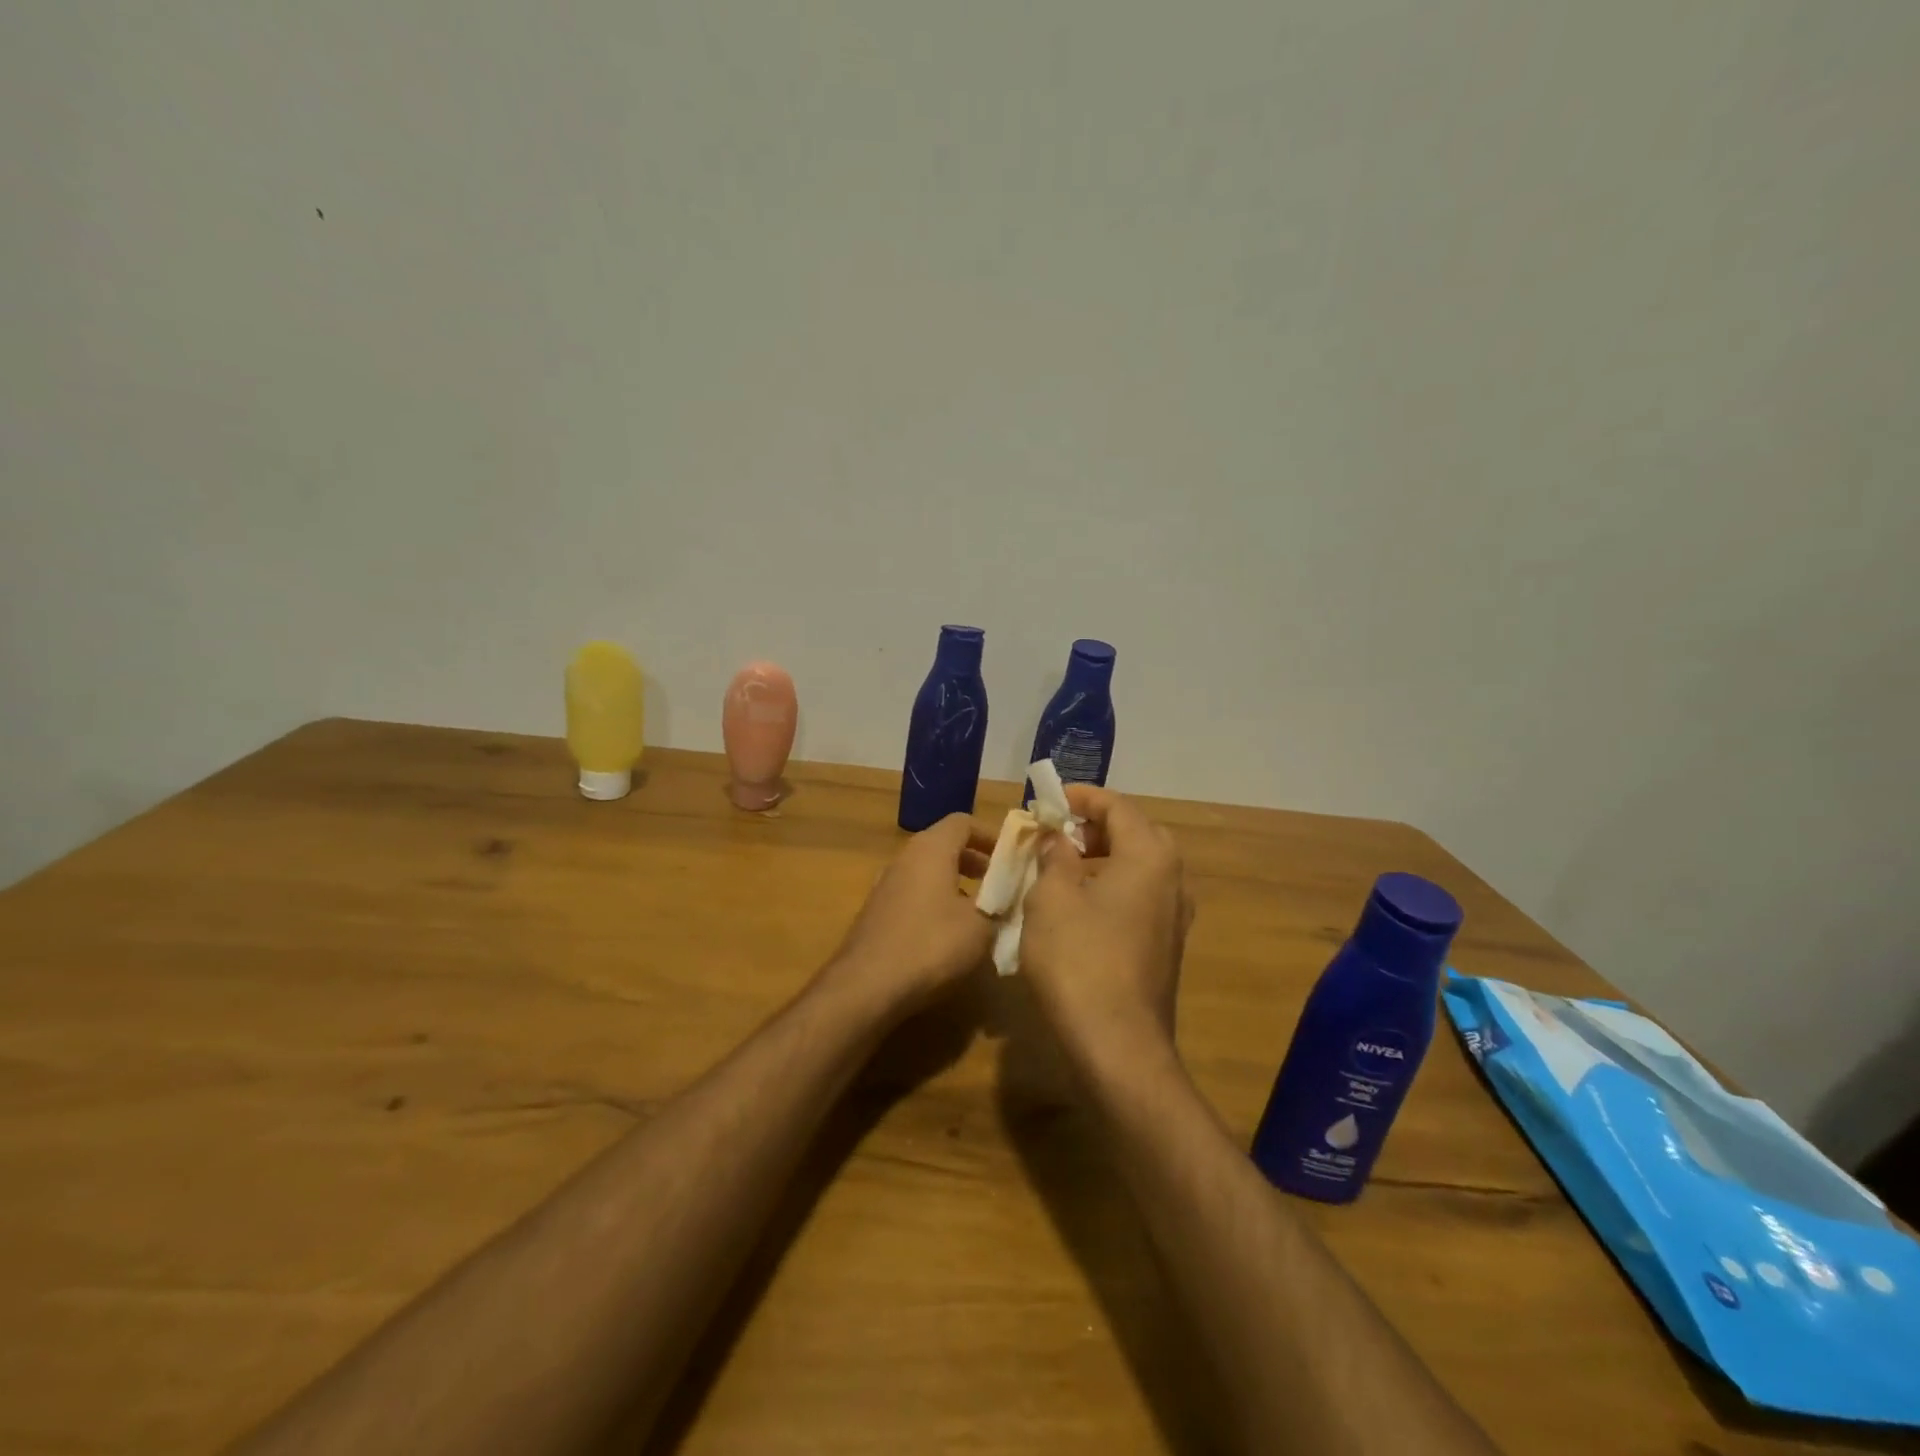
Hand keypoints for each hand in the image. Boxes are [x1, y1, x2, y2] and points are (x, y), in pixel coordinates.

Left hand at [821, 813, 996, 1016]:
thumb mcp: (981, 926)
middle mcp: (904, 859)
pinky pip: (914, 895)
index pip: (962, 822)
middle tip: (1000, 882)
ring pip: (927, 872)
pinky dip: (935, 902)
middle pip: (944, 845)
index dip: (990, 835)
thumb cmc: (931, 945)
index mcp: (930, 849)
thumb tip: (1006, 896)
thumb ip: (999, 903)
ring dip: (955, 884)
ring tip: (979, 911)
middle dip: (975, 860)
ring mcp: (885, 886)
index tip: (1012, 856)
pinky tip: (949, 934)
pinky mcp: (876, 913)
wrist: (866, 987)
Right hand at [1021, 785, 1193, 1065]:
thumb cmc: (1079, 959)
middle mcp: (1173, 878)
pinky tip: (1080, 907)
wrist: (1118, 1045)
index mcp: (1150, 855)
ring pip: (1139, 866)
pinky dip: (1112, 886)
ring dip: (1103, 857)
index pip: (1117, 806)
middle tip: (1056, 833)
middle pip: (1135, 832)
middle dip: (1094, 826)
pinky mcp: (1167, 945)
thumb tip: (1058, 839)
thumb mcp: (1052, 897)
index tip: (1048, 801)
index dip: (1080, 797)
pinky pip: (1140, 896)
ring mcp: (1175, 915)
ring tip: (1062, 867)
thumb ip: (1055, 856)